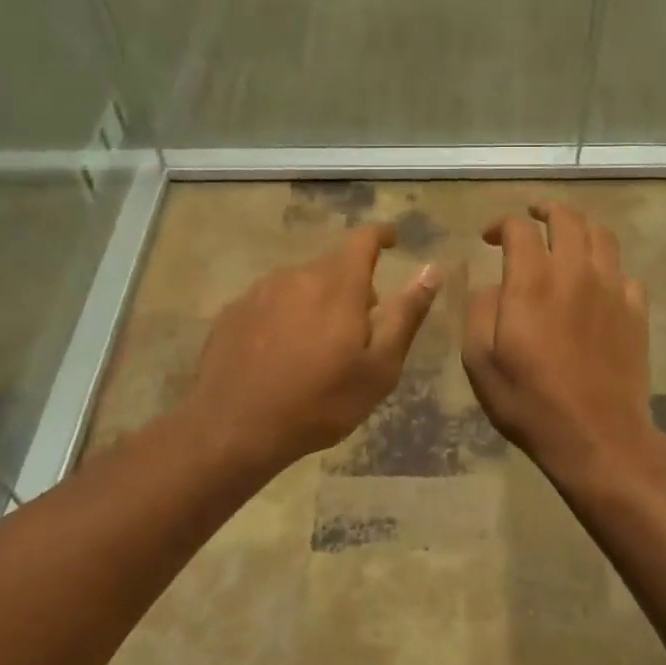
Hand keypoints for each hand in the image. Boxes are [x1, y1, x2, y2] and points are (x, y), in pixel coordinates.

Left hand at [176, 224, 440, 478]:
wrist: (233, 429)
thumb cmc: (319, 401)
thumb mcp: (379, 366)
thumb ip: (406, 314)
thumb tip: (432, 270)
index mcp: (338, 283)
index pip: (363, 239)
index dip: (381, 235)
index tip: (393, 241)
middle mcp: (297, 275)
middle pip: (333, 266)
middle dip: (353, 285)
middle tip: (361, 328)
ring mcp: (259, 291)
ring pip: (301, 285)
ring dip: (318, 302)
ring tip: (319, 347)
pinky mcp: (233, 312)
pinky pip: (271, 303)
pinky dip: (286, 317)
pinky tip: (282, 355)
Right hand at [462, 202, 654, 480]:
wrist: (596, 436)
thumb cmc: (529, 400)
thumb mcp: (480, 360)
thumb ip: (481, 310)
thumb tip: (494, 286)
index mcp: (532, 280)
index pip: (519, 228)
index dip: (501, 224)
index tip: (489, 237)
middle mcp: (576, 272)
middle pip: (567, 218)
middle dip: (546, 209)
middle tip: (533, 216)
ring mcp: (613, 289)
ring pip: (602, 236)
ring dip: (581, 228)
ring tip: (568, 237)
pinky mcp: (636, 312)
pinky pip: (626, 274)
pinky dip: (609, 268)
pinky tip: (599, 283)